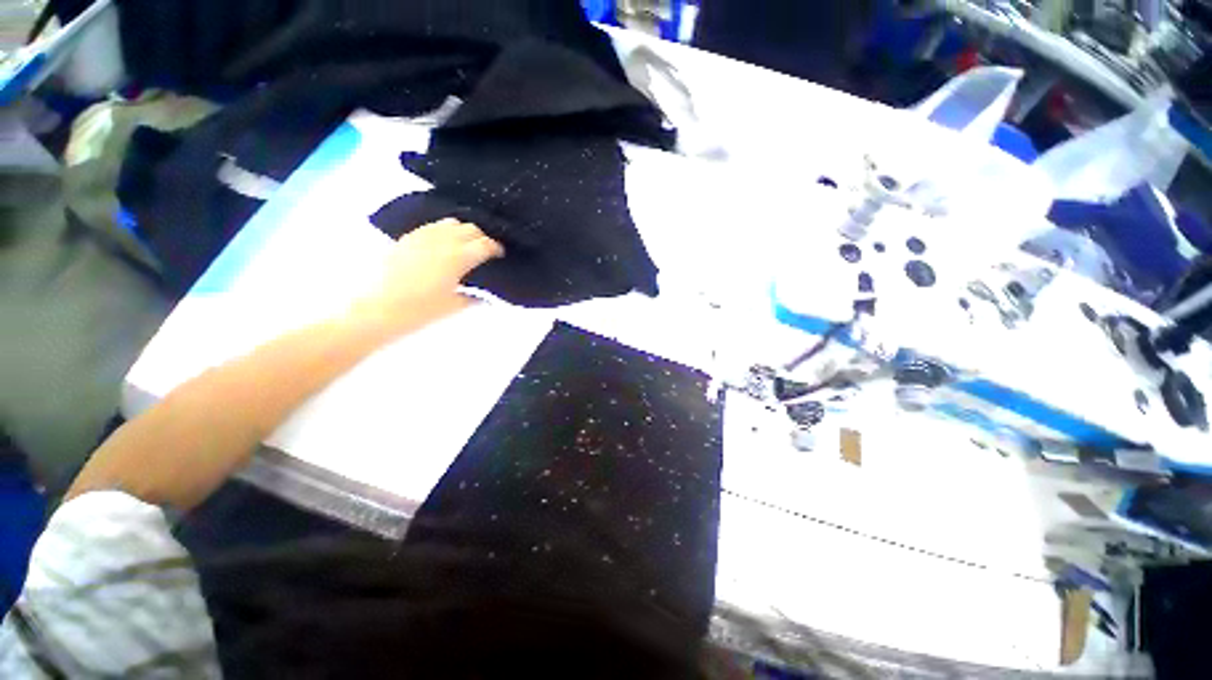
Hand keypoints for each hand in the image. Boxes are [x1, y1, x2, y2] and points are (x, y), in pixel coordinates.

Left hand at [353, 218, 503, 328]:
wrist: (376, 309)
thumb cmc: (420, 311)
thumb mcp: (453, 306)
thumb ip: (473, 297)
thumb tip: (485, 297)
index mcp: (458, 258)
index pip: (485, 244)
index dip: (496, 248)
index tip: (500, 254)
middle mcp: (443, 241)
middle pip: (470, 229)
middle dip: (482, 237)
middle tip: (485, 251)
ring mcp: (423, 237)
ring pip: (450, 223)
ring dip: (462, 231)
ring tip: (464, 245)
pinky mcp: (407, 239)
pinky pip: (431, 226)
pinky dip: (443, 231)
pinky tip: (442, 244)